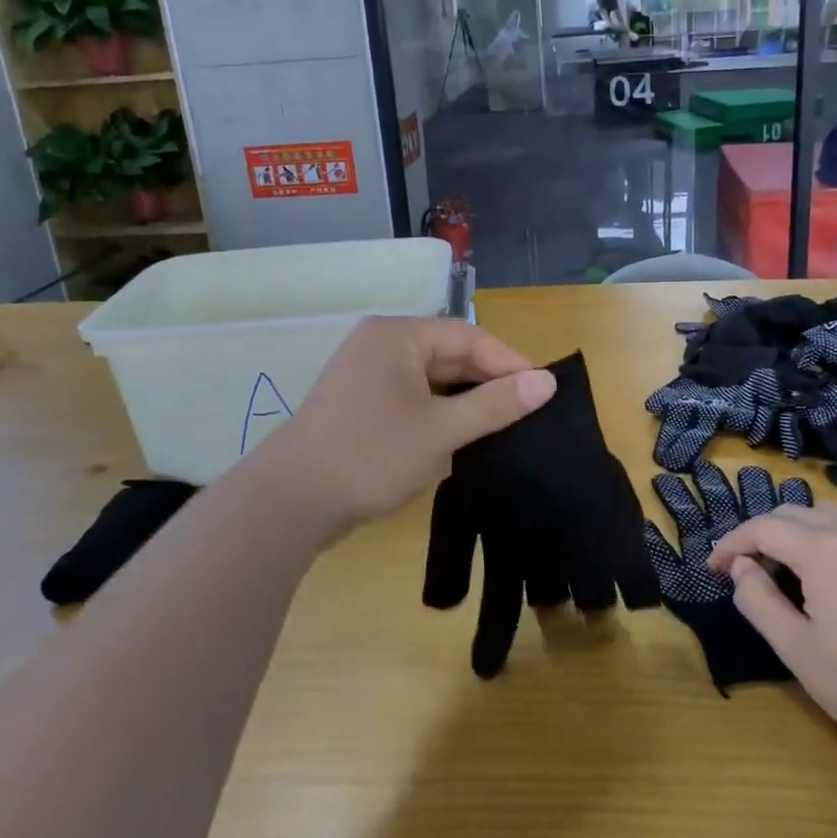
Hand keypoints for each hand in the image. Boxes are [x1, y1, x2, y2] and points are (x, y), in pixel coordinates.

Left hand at [237, 317, 554, 544]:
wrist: (288, 502)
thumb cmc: (371, 456)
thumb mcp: (441, 431)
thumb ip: (495, 404)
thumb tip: (548, 381)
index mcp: (397, 335)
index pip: (468, 337)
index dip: (509, 362)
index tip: (543, 392)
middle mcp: (379, 344)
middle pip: (448, 355)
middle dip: (485, 384)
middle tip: (524, 414)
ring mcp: (364, 373)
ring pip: (429, 379)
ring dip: (461, 402)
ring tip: (497, 428)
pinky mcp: (357, 402)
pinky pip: (409, 397)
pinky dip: (434, 414)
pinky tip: (454, 440)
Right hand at [707, 502, 836, 762]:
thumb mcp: (796, 648)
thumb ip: (757, 600)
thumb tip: (741, 568)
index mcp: (822, 549)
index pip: (763, 528)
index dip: (732, 543)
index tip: (714, 567)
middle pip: (794, 512)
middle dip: (762, 533)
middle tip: (747, 567)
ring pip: (830, 515)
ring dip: (799, 529)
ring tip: (788, 566)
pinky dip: (832, 538)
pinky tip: (836, 578)